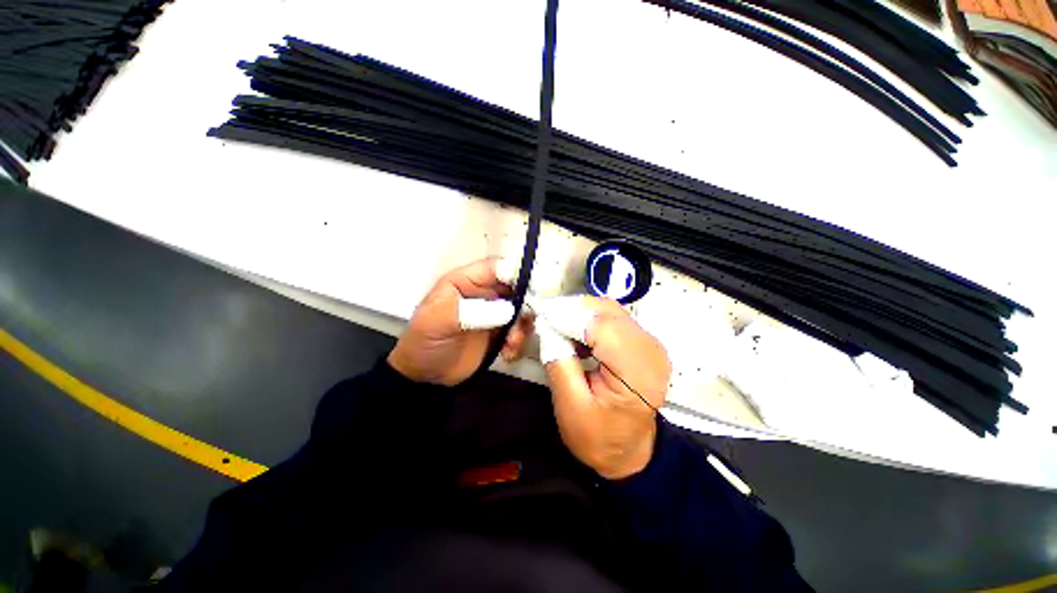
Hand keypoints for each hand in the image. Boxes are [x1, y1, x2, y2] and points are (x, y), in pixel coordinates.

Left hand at [388, 259, 531, 385]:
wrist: (425, 377)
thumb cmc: (425, 342)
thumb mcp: (439, 321)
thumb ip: (472, 312)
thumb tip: (509, 310)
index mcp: (466, 281)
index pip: (495, 268)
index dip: (514, 273)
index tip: (530, 288)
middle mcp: (484, 293)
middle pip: (516, 287)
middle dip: (525, 303)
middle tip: (526, 320)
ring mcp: (495, 313)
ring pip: (522, 310)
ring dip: (522, 326)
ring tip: (512, 343)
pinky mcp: (501, 333)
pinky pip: (520, 331)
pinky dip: (519, 342)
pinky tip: (507, 354)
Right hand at [543, 297, 671, 479]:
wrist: (630, 452)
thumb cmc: (600, 438)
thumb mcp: (570, 407)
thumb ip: (558, 362)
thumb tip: (547, 326)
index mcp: (637, 372)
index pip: (601, 327)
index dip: (568, 316)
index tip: (540, 315)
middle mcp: (650, 350)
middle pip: (607, 311)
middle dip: (572, 310)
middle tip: (545, 319)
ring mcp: (650, 343)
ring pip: (609, 310)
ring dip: (580, 313)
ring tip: (557, 326)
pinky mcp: (643, 342)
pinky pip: (613, 318)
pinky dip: (590, 319)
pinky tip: (576, 334)